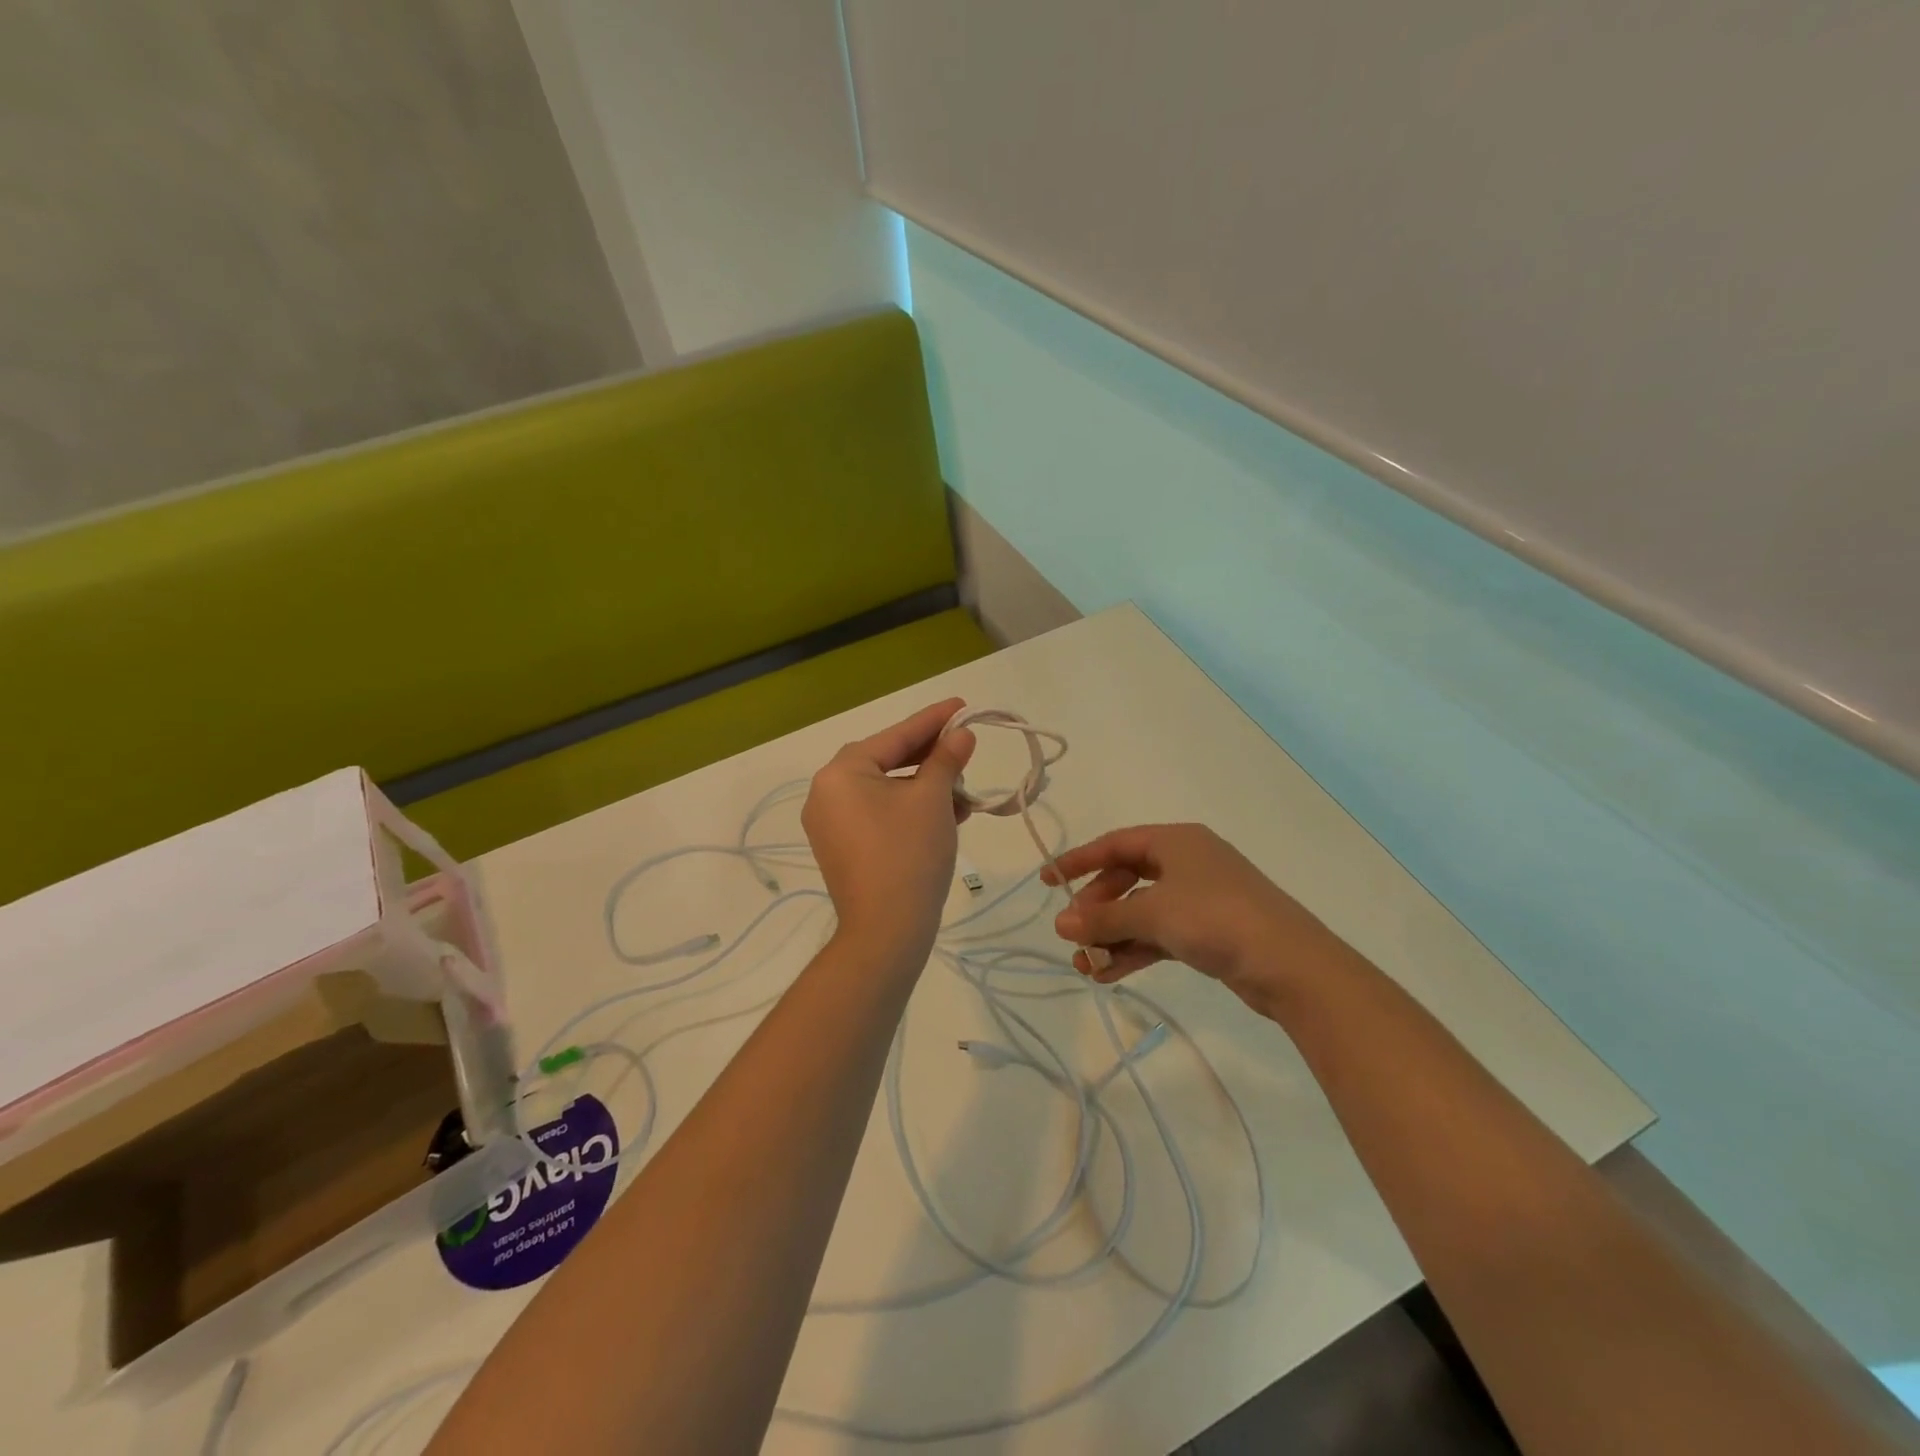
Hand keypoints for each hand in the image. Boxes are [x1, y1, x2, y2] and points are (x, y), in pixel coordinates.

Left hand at [803, 699, 976, 964]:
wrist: (886, 931)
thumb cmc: (909, 853)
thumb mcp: (933, 799)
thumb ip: (946, 759)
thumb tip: (961, 735)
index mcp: (841, 772)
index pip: (895, 736)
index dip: (934, 720)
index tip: (962, 705)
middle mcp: (827, 792)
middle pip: (887, 761)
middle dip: (931, 758)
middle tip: (965, 748)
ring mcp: (831, 824)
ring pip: (886, 791)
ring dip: (925, 787)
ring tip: (963, 791)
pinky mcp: (843, 849)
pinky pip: (879, 815)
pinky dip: (910, 810)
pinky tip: (946, 815)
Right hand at [1044, 823, 1351, 1014]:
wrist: (1291, 965)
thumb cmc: (1216, 919)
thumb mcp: (1153, 913)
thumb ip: (1104, 918)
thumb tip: (1060, 923)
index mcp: (1175, 841)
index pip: (1115, 844)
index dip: (1078, 861)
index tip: (1047, 881)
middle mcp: (1187, 863)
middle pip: (1126, 879)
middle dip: (1097, 908)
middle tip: (1074, 935)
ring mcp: (1200, 898)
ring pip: (1142, 911)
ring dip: (1112, 936)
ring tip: (1085, 966)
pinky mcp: (1209, 931)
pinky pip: (1160, 934)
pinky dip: (1135, 950)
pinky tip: (1109, 975)